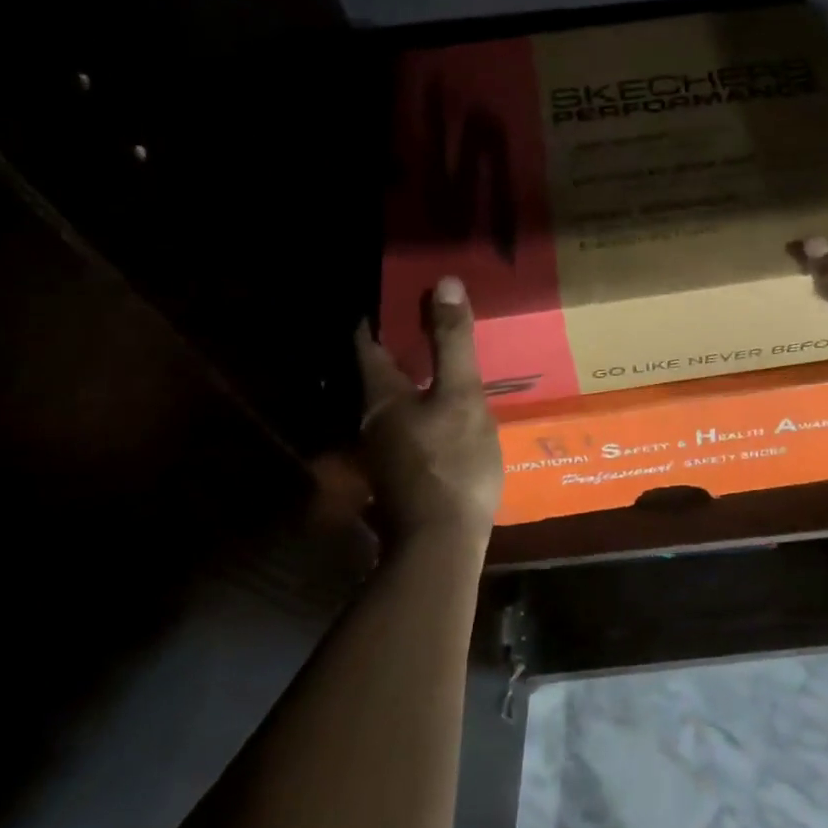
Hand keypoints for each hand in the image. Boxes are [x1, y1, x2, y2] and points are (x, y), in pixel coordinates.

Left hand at [354, 277, 503, 550]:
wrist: (441, 544)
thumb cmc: (452, 463)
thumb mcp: (461, 395)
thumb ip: (452, 341)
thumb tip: (442, 282)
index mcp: (381, 396)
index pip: (366, 344)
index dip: (376, 318)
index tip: (393, 297)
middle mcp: (372, 421)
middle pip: (379, 374)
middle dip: (399, 348)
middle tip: (428, 324)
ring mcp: (384, 453)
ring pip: (394, 403)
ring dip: (413, 381)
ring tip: (442, 366)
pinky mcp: (400, 476)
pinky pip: (409, 428)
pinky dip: (423, 410)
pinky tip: (447, 416)